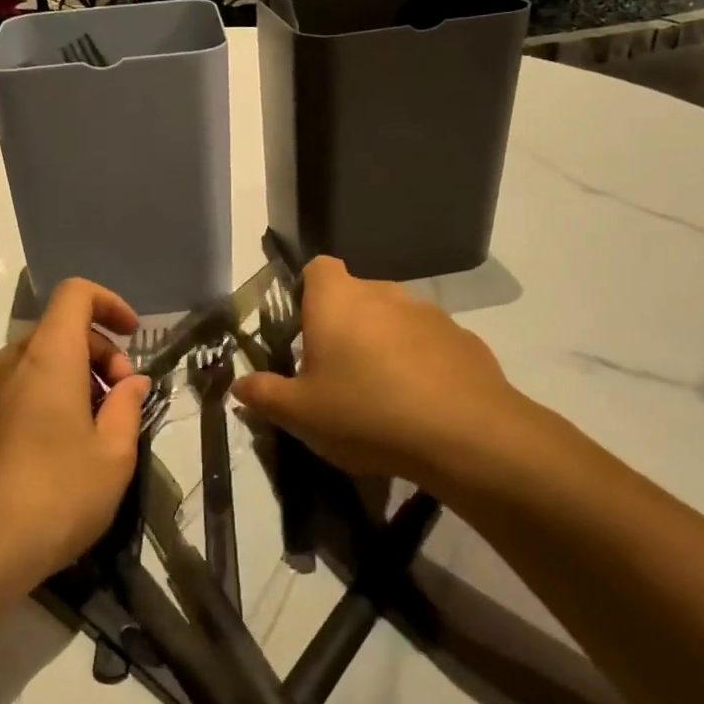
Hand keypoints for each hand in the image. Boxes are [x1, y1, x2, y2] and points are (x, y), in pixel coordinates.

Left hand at [0, 279, 148, 598]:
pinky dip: (45, 400)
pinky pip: (15, 391)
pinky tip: (58, 454)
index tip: (133, 335)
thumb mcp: (113, 456)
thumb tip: (132, 382)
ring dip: (73, 380)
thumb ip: (128, 408)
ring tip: (94, 432)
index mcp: (48, 356)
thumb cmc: (53, 495)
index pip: (75, 293)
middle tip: (121, 403)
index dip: (109, 302)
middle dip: (99, 353)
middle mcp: (10, 363)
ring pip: (37, 363)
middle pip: (59, 331)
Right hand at [232, 256, 549, 497]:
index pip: (317, 268)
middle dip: (344, 326)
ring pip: (394, 319)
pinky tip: (422, 405)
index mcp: (338, 300)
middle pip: (356, 296)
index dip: (307, 292)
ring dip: (384, 344)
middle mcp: (383, 293)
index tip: (304, 331)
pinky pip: (430, 344)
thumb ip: (264, 395)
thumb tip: (238, 387)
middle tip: (336, 373)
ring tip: (382, 395)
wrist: (465, 436)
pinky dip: (421, 363)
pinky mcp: (464, 339)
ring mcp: (429, 313)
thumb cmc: (365, 412)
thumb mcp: (300, 414)